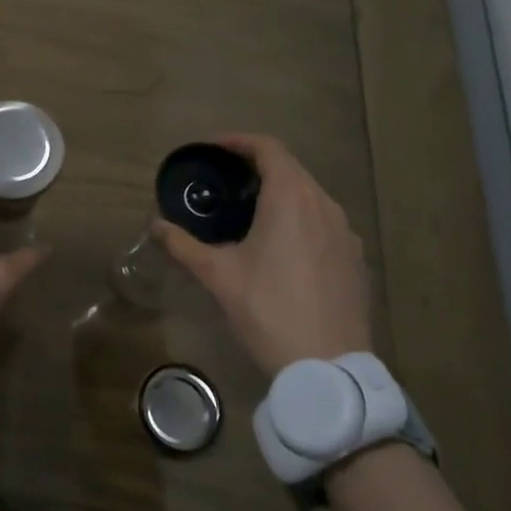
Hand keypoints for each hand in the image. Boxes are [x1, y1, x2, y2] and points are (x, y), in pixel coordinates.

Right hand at [152, 133, 373, 375]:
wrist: (329, 368)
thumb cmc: (268, 310)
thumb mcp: (218, 276)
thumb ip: (182, 244)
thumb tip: (154, 224)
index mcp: (291, 198)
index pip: (268, 148)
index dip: (239, 141)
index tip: (213, 149)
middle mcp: (324, 205)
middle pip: (290, 169)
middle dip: (256, 167)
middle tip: (224, 181)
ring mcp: (345, 233)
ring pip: (310, 195)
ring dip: (280, 192)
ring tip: (250, 212)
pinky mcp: (355, 259)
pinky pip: (325, 222)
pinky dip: (300, 218)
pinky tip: (282, 247)